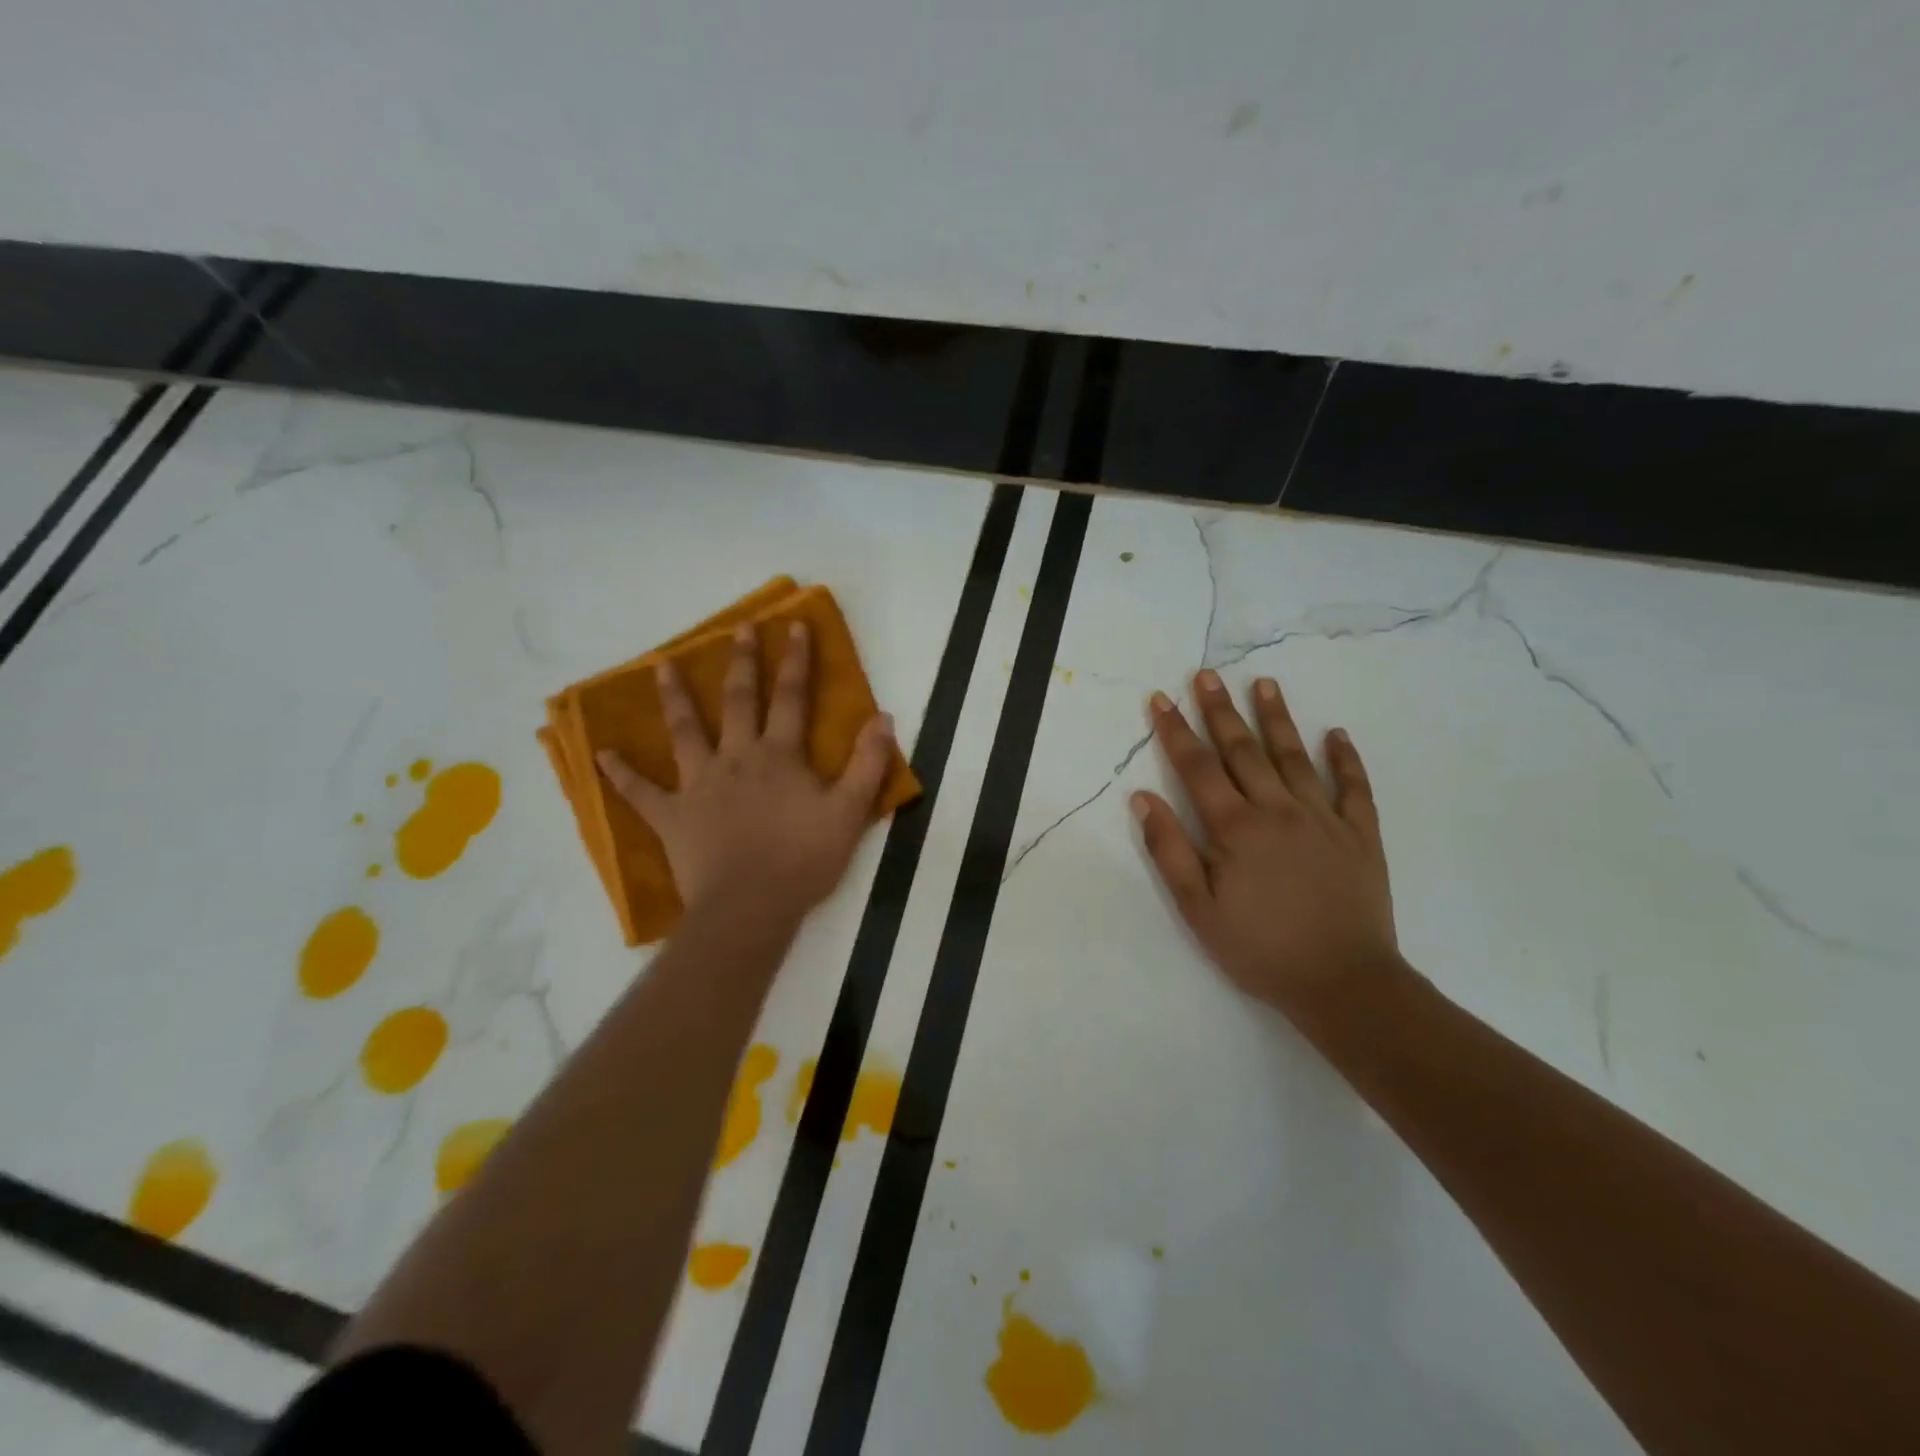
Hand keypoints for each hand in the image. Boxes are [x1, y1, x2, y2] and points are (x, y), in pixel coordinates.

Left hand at [596, 622, 895, 927]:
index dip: (796, 660)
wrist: (751, 906)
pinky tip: (599, 753)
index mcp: (780, 755)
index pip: (792, 697)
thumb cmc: (803, 860)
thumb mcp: (850, 812)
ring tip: (662, 665)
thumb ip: (868, 764)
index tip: (793, 624)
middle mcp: (737, 757)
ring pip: (684, 731)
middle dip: (742, 662)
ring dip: (675, 697)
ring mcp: (699, 784)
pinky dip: (620, 772)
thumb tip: (882, 717)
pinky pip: (640, 791)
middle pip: (739, 701)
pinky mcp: (671, 815)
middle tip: (738, 629)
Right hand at [1132, 669, 1400, 1016]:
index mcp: (1235, 827)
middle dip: (1220, 710)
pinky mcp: (1361, 834)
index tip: (1161, 699)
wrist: (1344, 983)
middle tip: (1206, 675)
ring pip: (1294, 756)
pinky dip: (1345, 758)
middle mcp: (1278, 809)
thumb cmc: (1259, 948)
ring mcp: (1324, 818)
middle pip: (1243, 750)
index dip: (1176, 731)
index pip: (1197, 767)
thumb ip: (1169, 849)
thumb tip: (1143, 797)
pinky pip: (1354, 787)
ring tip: (1264, 683)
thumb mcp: (1197, 908)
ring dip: (1276, 718)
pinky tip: (1336, 734)